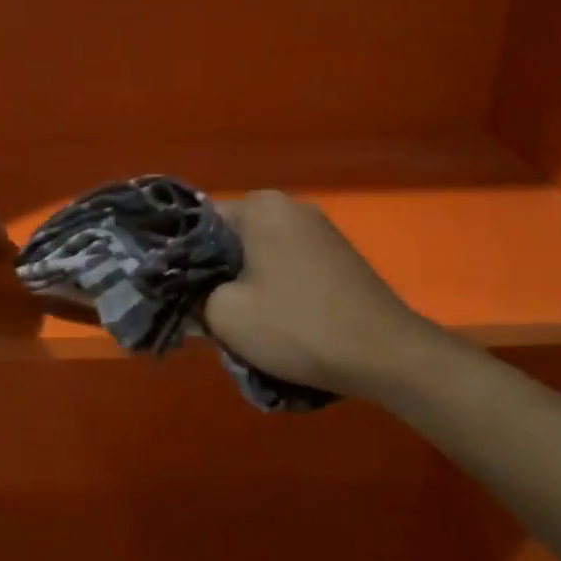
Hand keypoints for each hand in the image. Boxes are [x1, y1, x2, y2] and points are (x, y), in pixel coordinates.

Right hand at [203, 191, 441, 399]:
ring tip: (239, 323)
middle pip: (232, 238)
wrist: (385, 354)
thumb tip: (190, 295)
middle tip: (204, 312)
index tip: (175, 291)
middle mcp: (292, 207)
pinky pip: (289, 266)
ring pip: (260, 255)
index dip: (180, 258)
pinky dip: (275, 289)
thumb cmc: (297, 325)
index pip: (198, 222)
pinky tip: (276, 322)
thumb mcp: (225, 315)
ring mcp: (321, 231)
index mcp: (261, 206)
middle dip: (215, 273)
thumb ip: (193, 297)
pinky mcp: (339, 257)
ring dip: (245, 285)